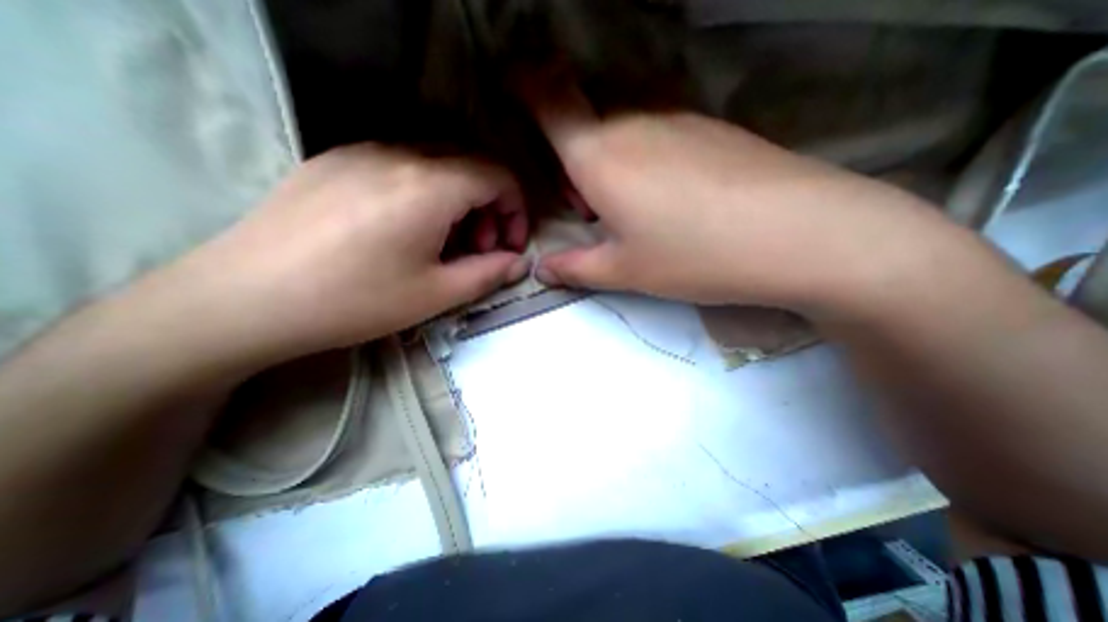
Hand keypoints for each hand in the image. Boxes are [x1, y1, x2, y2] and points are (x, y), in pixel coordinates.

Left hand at [178, 144, 532, 360]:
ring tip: (446, 242)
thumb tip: (519, 262)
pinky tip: (409, 229)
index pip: (498, 176)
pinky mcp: (336, 161)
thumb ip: (489, 273)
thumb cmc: (355, 301)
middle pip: (471, 164)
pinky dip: (426, 193)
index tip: (510, 245)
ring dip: (459, 200)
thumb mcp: (437, 295)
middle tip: (480, 249)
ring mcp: (362, 152)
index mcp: (429, 187)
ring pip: (438, 163)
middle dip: (490, 207)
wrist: (245, 299)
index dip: (516, 210)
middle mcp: (399, 155)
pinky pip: (402, 165)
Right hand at [527, 84, 970, 314]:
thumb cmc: (693, 255)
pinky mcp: (709, 128)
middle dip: (574, 158)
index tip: (512, 84)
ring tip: (631, 209)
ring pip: (622, 127)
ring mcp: (677, 118)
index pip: (550, 98)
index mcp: (599, 155)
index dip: (525, 84)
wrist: (796, 234)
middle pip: (586, 121)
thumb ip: (575, 268)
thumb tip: (541, 270)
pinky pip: (657, 132)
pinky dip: (644, 157)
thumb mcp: (624, 270)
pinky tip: (670, 197)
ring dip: (610, 161)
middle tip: (589, 206)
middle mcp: (633, 122)